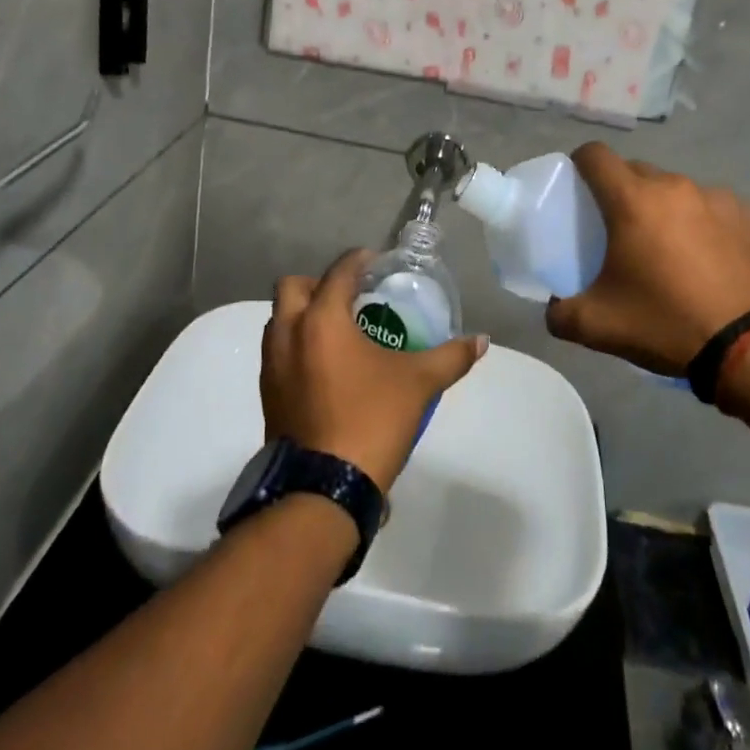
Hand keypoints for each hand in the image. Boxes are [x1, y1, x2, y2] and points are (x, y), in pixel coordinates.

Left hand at [263, 249, 488, 492]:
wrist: (324, 488)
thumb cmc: (371, 420)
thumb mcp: (419, 384)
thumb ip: (450, 356)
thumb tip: (481, 341)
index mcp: (322, 319)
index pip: (339, 271)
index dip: (360, 261)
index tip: (378, 264)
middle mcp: (289, 333)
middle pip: (294, 287)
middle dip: (321, 284)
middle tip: (352, 298)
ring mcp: (272, 365)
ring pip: (280, 320)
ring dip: (304, 315)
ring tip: (340, 332)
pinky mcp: (268, 393)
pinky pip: (278, 352)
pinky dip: (297, 346)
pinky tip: (326, 367)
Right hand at [546, 143, 749, 375]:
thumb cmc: (667, 324)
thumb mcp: (597, 326)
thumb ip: (560, 312)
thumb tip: (555, 307)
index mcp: (632, 200)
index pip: (593, 154)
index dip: (578, 166)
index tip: (577, 194)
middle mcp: (675, 186)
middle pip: (635, 172)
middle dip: (621, 193)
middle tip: (619, 232)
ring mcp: (718, 198)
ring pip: (676, 191)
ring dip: (664, 210)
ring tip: (671, 252)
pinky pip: (714, 209)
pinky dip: (704, 225)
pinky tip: (711, 262)